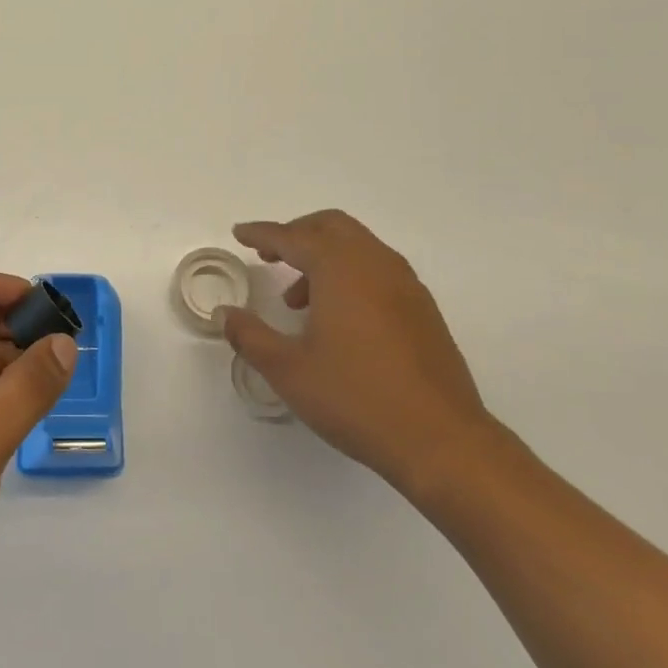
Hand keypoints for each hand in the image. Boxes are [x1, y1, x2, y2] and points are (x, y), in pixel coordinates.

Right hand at [221, 210, 493, 499]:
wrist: (441, 440)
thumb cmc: (356, 398)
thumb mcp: (288, 370)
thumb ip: (251, 336)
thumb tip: (226, 314)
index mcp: (341, 269)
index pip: (293, 237)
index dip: (262, 233)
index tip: (240, 233)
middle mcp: (376, 264)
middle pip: (331, 227)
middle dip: (297, 234)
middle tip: (269, 256)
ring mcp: (406, 285)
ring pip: (358, 247)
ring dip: (324, 257)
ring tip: (298, 301)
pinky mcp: (423, 310)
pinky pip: (378, 270)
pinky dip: (350, 274)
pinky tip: (338, 318)